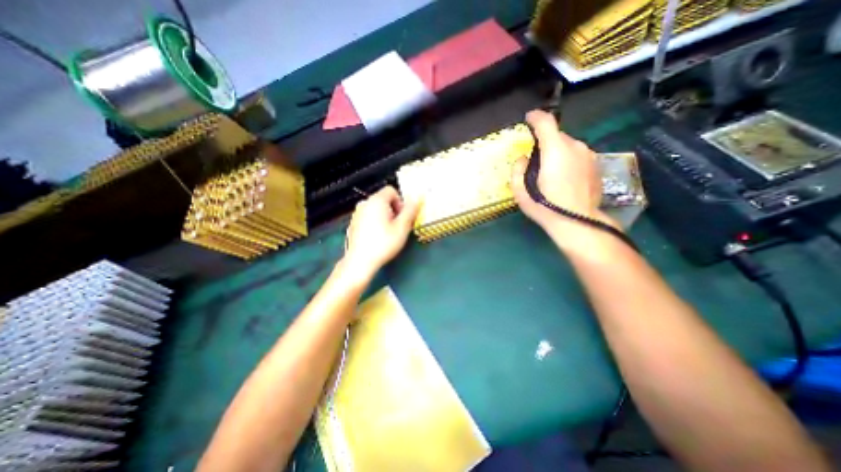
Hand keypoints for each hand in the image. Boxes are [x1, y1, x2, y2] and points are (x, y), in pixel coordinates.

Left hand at [342, 185, 420, 280]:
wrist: (360, 261)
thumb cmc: (384, 243)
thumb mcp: (402, 227)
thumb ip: (410, 210)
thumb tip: (416, 198)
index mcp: (376, 201)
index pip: (391, 190)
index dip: (400, 202)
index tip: (402, 217)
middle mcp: (364, 203)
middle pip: (383, 200)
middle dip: (393, 210)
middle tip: (397, 227)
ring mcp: (356, 214)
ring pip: (376, 209)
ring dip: (384, 217)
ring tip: (387, 233)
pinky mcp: (353, 224)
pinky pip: (367, 217)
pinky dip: (374, 223)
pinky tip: (376, 238)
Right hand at [509, 109, 619, 240]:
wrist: (578, 222)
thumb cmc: (546, 207)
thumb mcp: (520, 192)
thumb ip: (517, 170)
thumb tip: (523, 158)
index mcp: (555, 151)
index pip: (546, 123)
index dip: (535, 118)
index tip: (528, 119)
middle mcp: (575, 147)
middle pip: (557, 136)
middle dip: (545, 142)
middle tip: (536, 160)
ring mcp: (589, 155)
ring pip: (568, 146)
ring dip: (557, 152)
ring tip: (550, 172)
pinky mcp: (596, 165)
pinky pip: (578, 156)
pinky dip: (568, 160)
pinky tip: (564, 179)